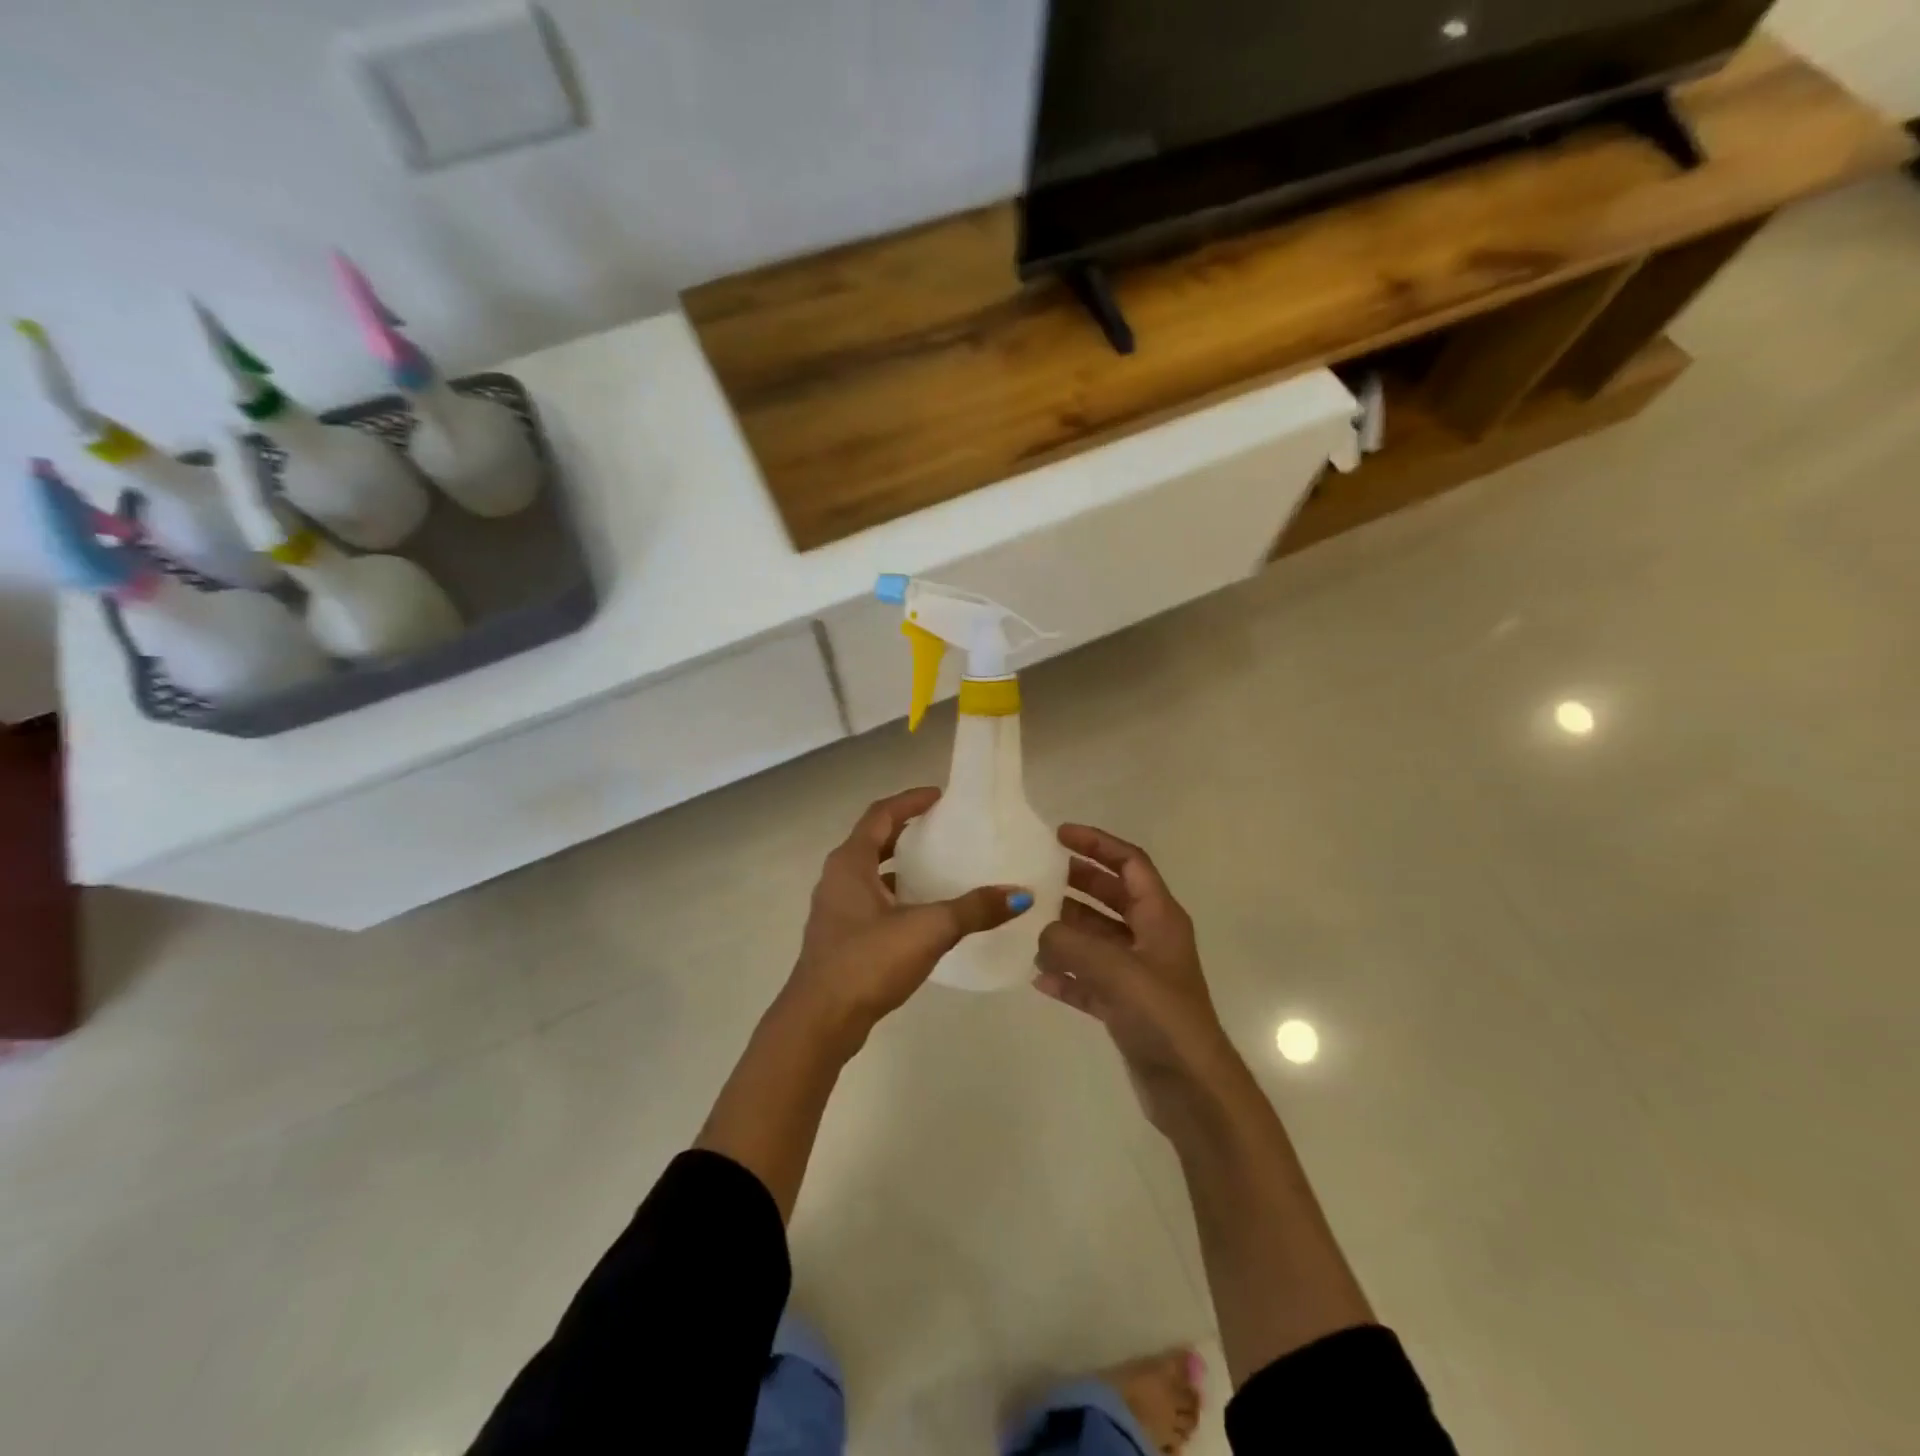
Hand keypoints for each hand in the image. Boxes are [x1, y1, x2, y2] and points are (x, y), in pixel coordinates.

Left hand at [782, 787, 1032, 1054]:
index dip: (909, 801)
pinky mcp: (840, 938)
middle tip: (943, 829)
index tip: (940, 796)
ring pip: (872, 874)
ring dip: (901, 866)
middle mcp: (838, 879)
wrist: (820, 1021)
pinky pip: (872, 902)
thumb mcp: (927, 929)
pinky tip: (923, 913)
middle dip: (907, 832)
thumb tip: (1020, 894)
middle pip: (874, 841)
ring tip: (939, 868)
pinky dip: (896, 896)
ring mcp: (836, 910)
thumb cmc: (867, 961)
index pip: (880, 815)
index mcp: (850, 863)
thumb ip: (973, 910)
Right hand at [1035, 825, 1237, 1133]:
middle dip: (1076, 882)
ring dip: (1065, 930)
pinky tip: (1037, 978)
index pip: (1130, 863)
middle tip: (1036, 875)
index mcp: (1160, 917)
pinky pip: (1089, 979)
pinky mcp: (1125, 1006)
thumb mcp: (1113, 969)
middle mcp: (1150, 938)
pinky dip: (1066, 975)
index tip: (1060, 835)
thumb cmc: (1161, 1016)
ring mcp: (1137, 974)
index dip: (1098, 843)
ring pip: (1097, 938)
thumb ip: (1069, 943)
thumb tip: (1038, 933)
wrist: (1191, 1089)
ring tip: (1027, 925)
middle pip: (1111, 896)